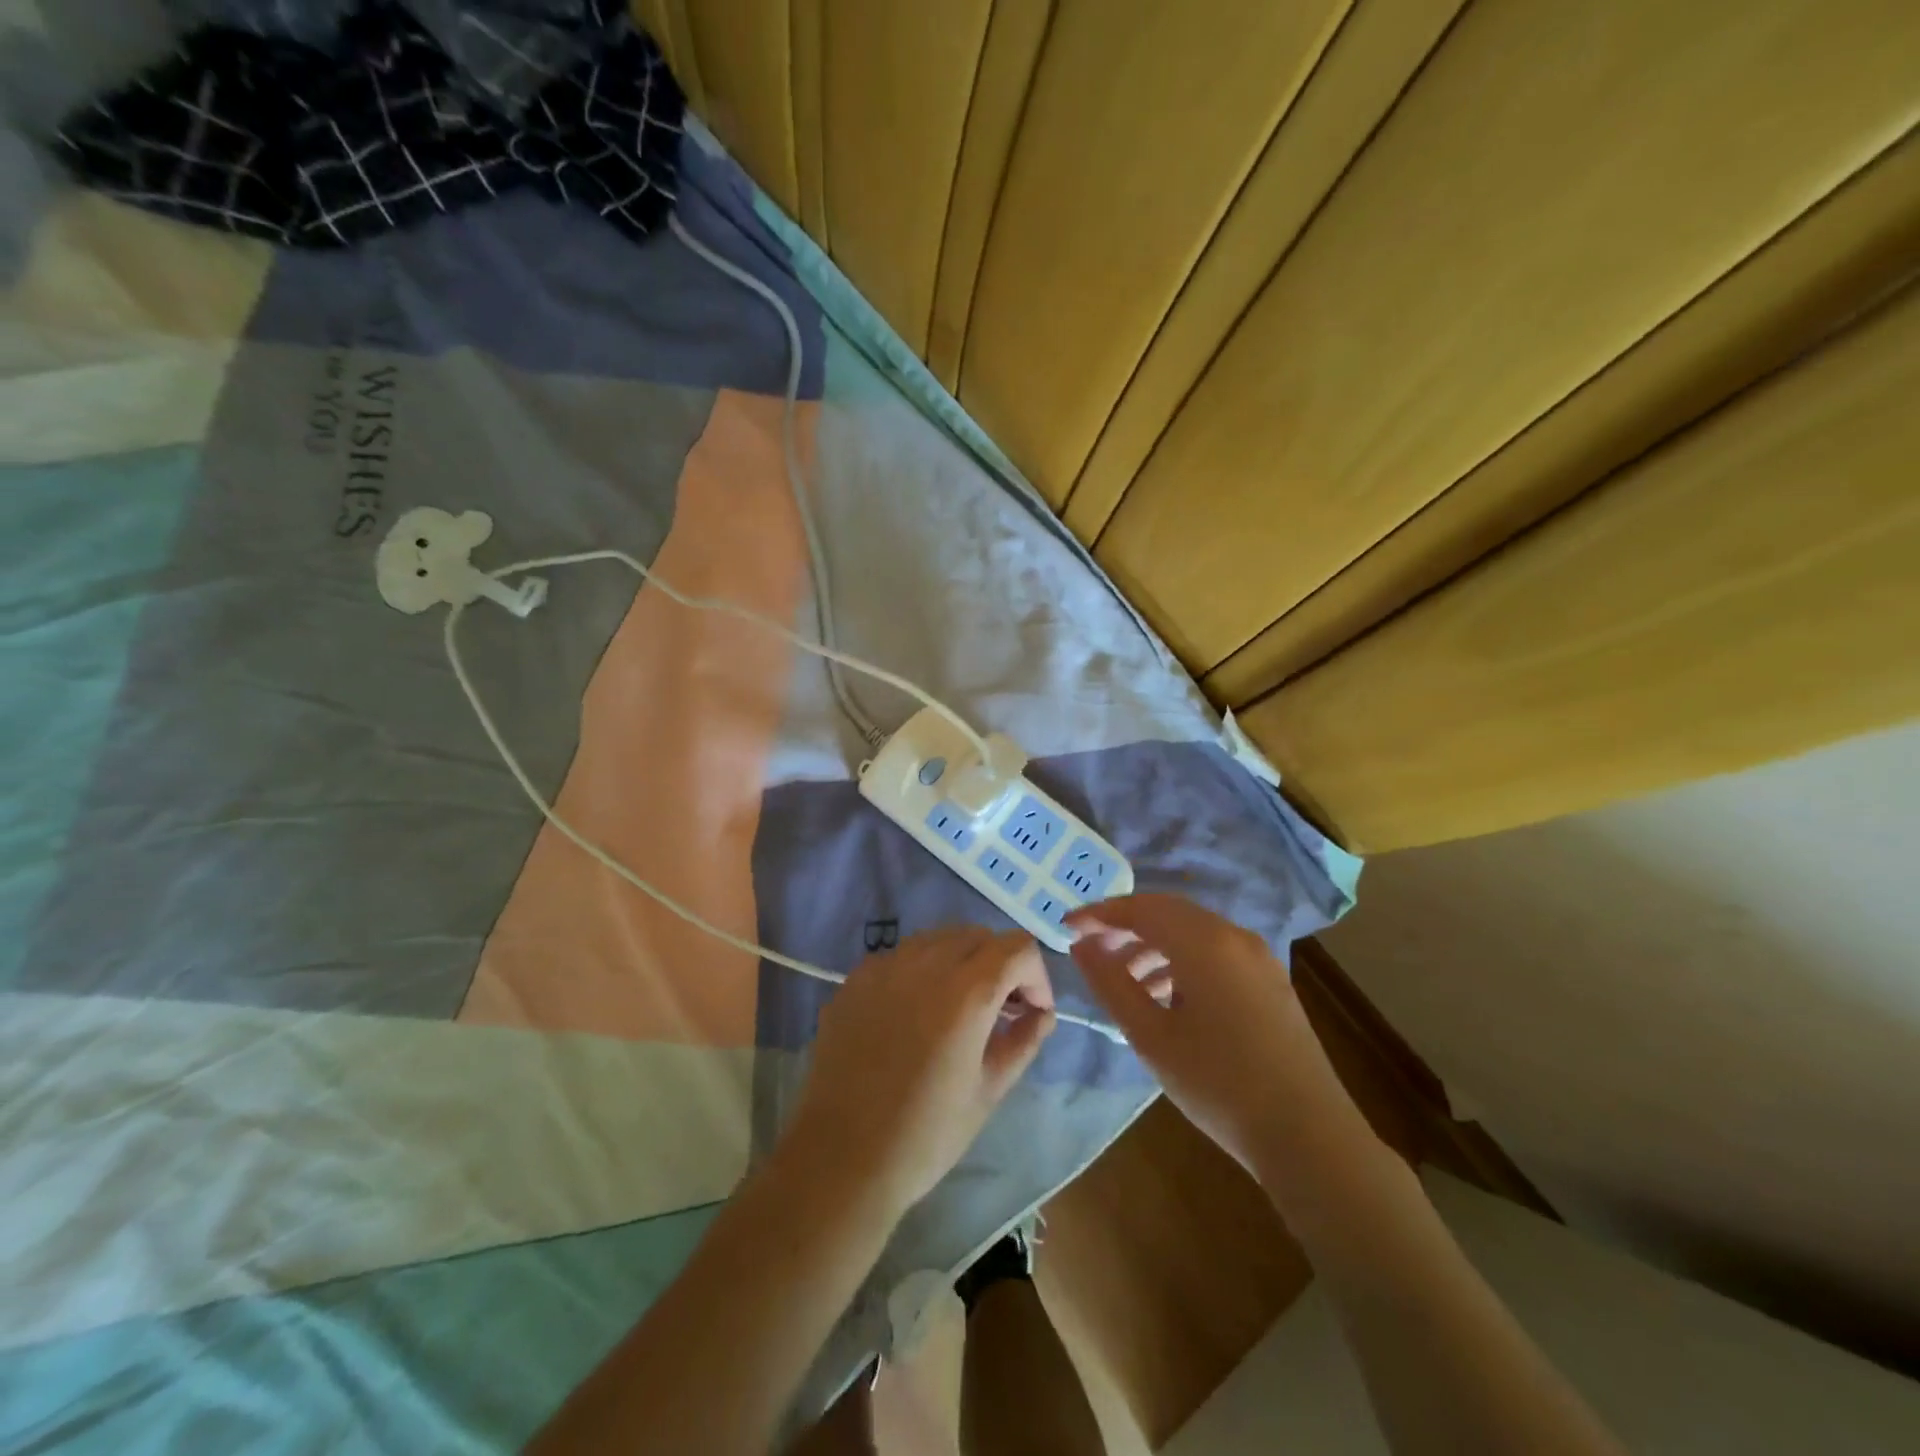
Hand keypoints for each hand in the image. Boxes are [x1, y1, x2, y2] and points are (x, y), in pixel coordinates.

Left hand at [785, 927, 1056, 1217]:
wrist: (842, 1157)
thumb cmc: (926, 1133)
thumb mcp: (989, 1091)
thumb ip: (1024, 1041)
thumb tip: (1042, 1013)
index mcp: (967, 991)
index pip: (1017, 947)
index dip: (1036, 975)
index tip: (1032, 1011)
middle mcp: (926, 963)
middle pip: (979, 935)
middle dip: (1000, 964)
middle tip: (1001, 1009)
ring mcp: (885, 965)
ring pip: (938, 939)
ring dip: (961, 961)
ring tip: (958, 1008)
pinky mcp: (855, 978)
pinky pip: (901, 957)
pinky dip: (921, 972)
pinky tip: (914, 1014)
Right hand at [1066, 894, 1330, 1174]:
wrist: (1308, 1135)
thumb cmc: (1218, 1083)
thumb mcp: (1151, 1035)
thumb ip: (1111, 982)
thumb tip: (1082, 945)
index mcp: (1204, 942)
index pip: (1140, 909)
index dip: (1099, 914)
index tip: (1067, 926)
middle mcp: (1234, 936)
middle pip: (1168, 913)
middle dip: (1126, 926)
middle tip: (1092, 948)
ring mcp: (1258, 958)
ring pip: (1193, 932)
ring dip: (1154, 945)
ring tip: (1125, 980)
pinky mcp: (1270, 981)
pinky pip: (1215, 952)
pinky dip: (1182, 960)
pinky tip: (1167, 997)